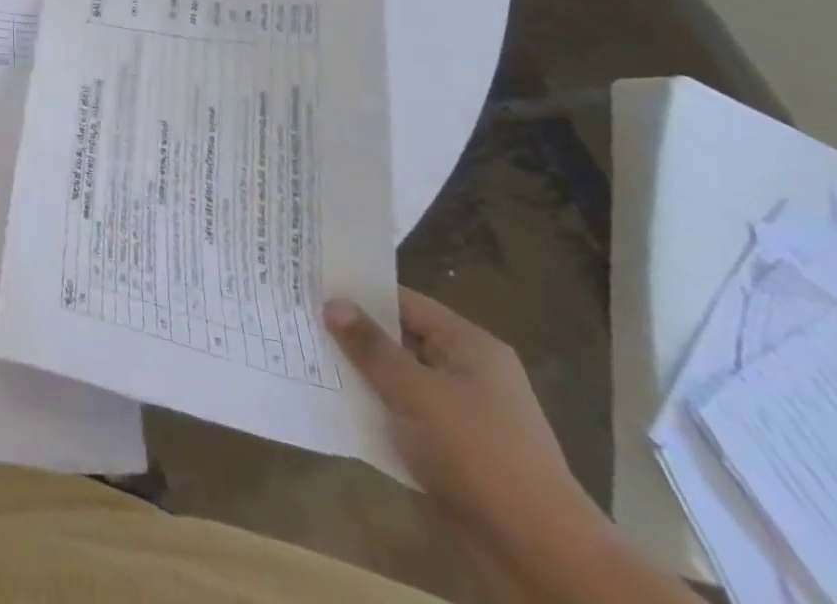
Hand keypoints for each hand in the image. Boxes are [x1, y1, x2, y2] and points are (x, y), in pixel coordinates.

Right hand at [324, 289, 604, 561]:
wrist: (539, 552)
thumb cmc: (479, 453)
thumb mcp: (417, 392)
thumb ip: (371, 346)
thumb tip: (333, 303)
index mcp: (468, 346)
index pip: (402, 301)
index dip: (357, 292)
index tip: (310, 283)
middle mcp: (466, 371)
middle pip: (397, 338)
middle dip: (352, 333)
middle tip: (296, 316)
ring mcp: (459, 412)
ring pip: (396, 379)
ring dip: (358, 373)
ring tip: (302, 354)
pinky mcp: (449, 448)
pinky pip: (401, 414)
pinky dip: (372, 408)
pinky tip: (331, 402)